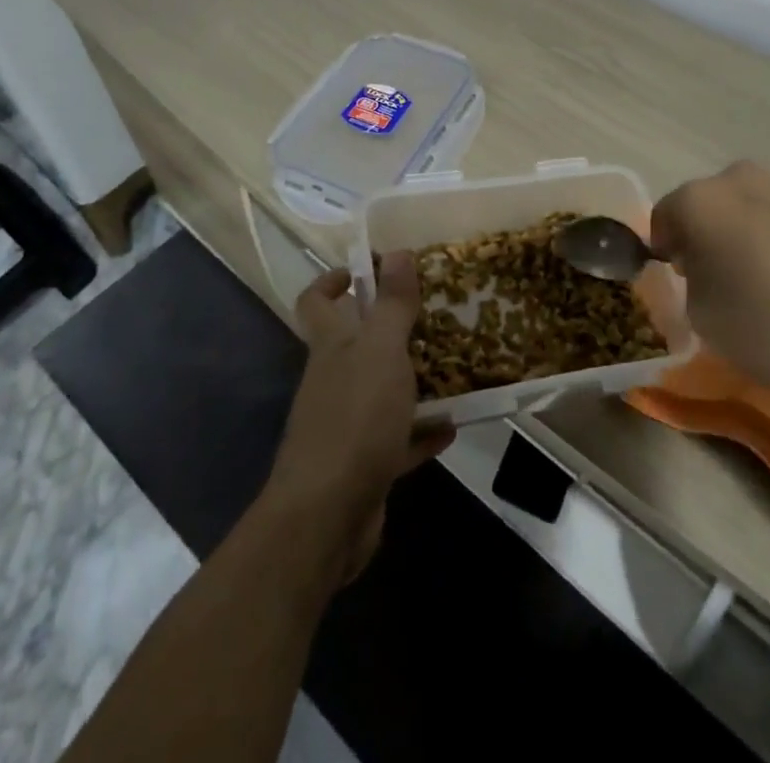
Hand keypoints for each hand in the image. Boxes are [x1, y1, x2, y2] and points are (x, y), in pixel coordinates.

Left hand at [263, 255, 454, 583]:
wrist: (327, 517)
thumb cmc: (355, 419)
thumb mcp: (382, 351)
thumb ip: (392, 303)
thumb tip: (397, 252)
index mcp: (331, 345)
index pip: (315, 301)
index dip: (334, 280)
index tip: (369, 270)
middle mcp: (333, 379)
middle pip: (355, 343)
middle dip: (390, 327)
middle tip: (433, 315)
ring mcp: (346, 424)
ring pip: (380, 390)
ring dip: (412, 379)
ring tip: (454, 365)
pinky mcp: (363, 464)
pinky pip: (397, 440)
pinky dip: (421, 432)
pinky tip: (452, 427)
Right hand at [651, 161, 769, 411]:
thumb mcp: (704, 318)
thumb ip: (691, 281)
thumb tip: (704, 267)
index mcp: (705, 200)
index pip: (666, 213)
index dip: (667, 245)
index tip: (678, 276)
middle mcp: (746, 179)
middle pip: (713, 202)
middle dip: (710, 231)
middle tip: (722, 275)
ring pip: (757, 205)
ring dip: (752, 230)